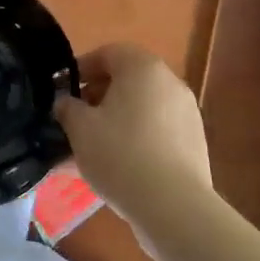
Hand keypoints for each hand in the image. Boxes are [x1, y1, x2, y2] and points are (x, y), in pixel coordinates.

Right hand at [55, 43, 210, 226]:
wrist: (174, 207)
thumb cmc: (120, 155)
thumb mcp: (79, 128)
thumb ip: (67, 108)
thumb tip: (66, 102)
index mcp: (142, 67)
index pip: (108, 53)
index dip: (83, 68)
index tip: (64, 91)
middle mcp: (169, 81)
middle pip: (128, 78)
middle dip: (99, 95)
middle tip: (77, 118)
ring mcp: (187, 111)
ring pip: (143, 106)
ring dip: (118, 118)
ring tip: (95, 146)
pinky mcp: (195, 141)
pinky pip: (158, 129)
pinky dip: (138, 137)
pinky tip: (121, 164)